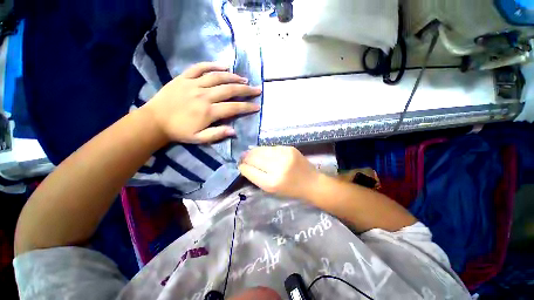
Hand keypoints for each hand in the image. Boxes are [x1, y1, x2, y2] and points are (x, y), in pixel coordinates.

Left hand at [142, 62, 261, 143]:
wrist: (154, 120)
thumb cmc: (179, 131)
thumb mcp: (199, 138)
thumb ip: (217, 134)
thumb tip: (234, 131)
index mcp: (208, 112)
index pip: (234, 108)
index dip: (247, 107)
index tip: (257, 106)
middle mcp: (204, 96)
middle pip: (229, 90)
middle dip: (246, 90)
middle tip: (257, 89)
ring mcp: (193, 84)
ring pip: (217, 77)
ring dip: (233, 77)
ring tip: (244, 79)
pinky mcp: (184, 78)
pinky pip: (199, 68)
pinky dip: (212, 65)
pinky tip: (223, 65)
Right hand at [239, 146, 320, 199]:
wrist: (312, 182)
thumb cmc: (291, 190)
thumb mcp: (272, 189)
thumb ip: (257, 177)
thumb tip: (245, 165)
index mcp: (272, 183)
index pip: (250, 171)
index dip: (243, 166)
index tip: (240, 165)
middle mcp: (277, 168)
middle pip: (254, 158)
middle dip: (246, 157)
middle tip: (242, 157)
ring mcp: (284, 155)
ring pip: (261, 150)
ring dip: (254, 151)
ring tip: (250, 153)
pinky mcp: (289, 148)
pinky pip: (271, 147)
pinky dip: (264, 150)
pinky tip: (263, 152)